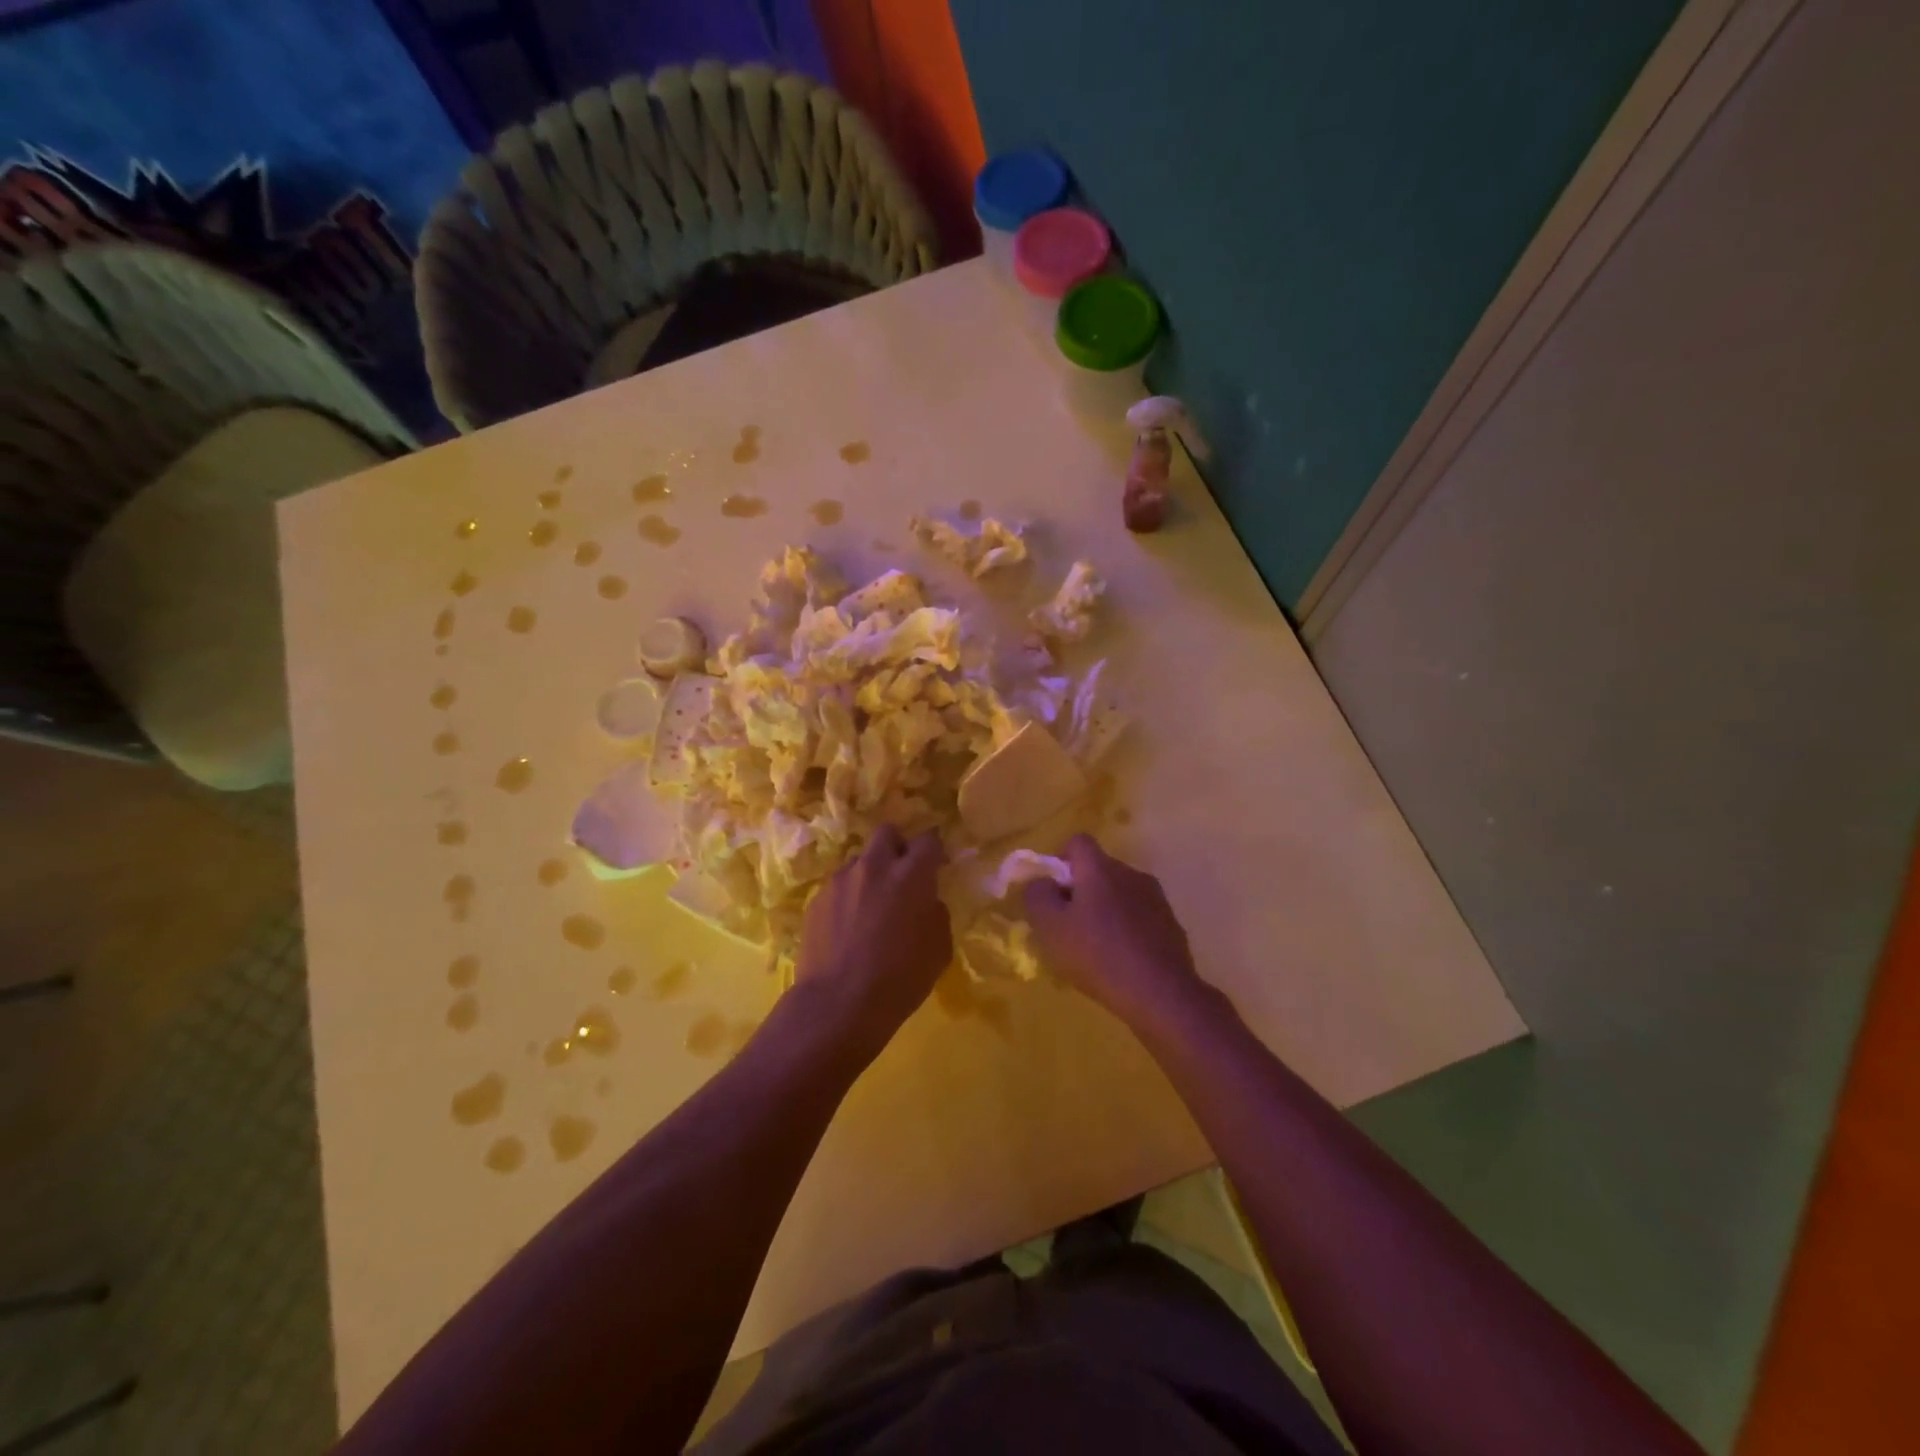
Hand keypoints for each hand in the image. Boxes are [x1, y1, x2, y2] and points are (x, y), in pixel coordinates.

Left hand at [795, 825, 951, 1055]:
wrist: (838, 1004)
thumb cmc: (900, 979)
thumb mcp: (939, 949)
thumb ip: (935, 913)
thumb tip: (926, 902)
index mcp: (911, 875)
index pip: (928, 840)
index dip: (934, 851)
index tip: (936, 867)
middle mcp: (874, 866)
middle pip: (887, 833)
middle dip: (897, 847)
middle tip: (902, 875)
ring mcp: (840, 880)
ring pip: (859, 861)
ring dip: (870, 875)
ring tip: (870, 908)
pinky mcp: (816, 899)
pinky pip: (838, 887)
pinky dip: (848, 898)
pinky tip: (848, 928)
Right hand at [1024, 834, 1205, 1027]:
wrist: (1161, 993)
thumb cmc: (1097, 955)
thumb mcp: (1050, 927)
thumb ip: (1037, 896)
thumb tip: (1041, 882)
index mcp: (1100, 868)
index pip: (1078, 842)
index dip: (1060, 861)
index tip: (1052, 892)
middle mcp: (1131, 874)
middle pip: (1098, 870)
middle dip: (1080, 891)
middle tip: (1067, 926)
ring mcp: (1155, 899)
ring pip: (1119, 895)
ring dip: (1104, 911)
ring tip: (1094, 949)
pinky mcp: (1171, 925)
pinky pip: (1139, 917)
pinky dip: (1125, 931)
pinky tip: (1119, 962)